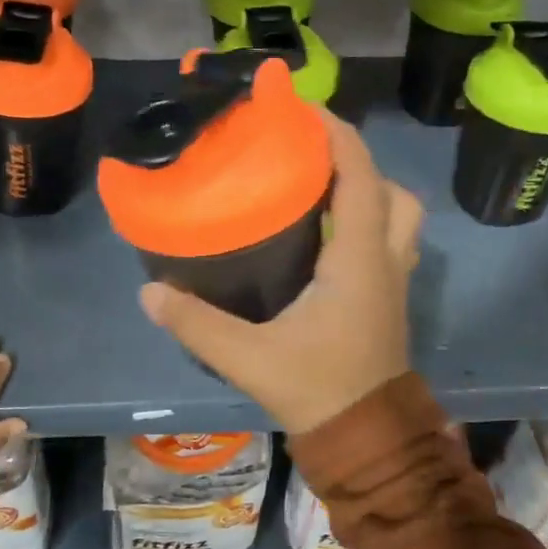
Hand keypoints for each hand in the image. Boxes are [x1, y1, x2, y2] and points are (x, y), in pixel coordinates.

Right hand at [140, 114, 422, 434]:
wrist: (367, 440)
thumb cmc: (317, 390)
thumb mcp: (249, 358)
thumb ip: (197, 323)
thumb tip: (149, 293)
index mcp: (358, 258)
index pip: (359, 175)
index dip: (335, 133)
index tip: (298, 108)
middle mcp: (385, 259)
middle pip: (390, 190)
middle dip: (356, 160)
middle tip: (308, 156)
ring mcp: (394, 280)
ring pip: (398, 216)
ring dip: (368, 191)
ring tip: (318, 188)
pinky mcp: (389, 299)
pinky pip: (389, 241)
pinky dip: (366, 222)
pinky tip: (324, 236)